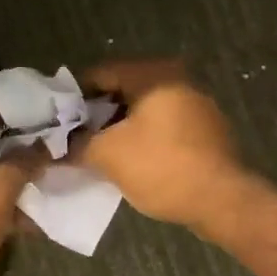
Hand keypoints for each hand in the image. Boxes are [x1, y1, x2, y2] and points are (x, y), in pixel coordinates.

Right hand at [70, 60, 244, 227]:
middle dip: (94, 114)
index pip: (100, 73)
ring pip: (142, 110)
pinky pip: (161, 126)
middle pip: (122, 90)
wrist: (221, 201)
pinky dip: (140, 137)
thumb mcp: (108, 155)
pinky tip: (126, 160)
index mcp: (154, 74)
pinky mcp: (204, 130)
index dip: (73, 95)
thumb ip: (76, 144)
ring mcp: (195, 105)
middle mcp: (177, 80)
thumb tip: (54, 147)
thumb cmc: (161, 167)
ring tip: (94, 151)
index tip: (55, 119)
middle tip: (71, 137)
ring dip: (117, 127)